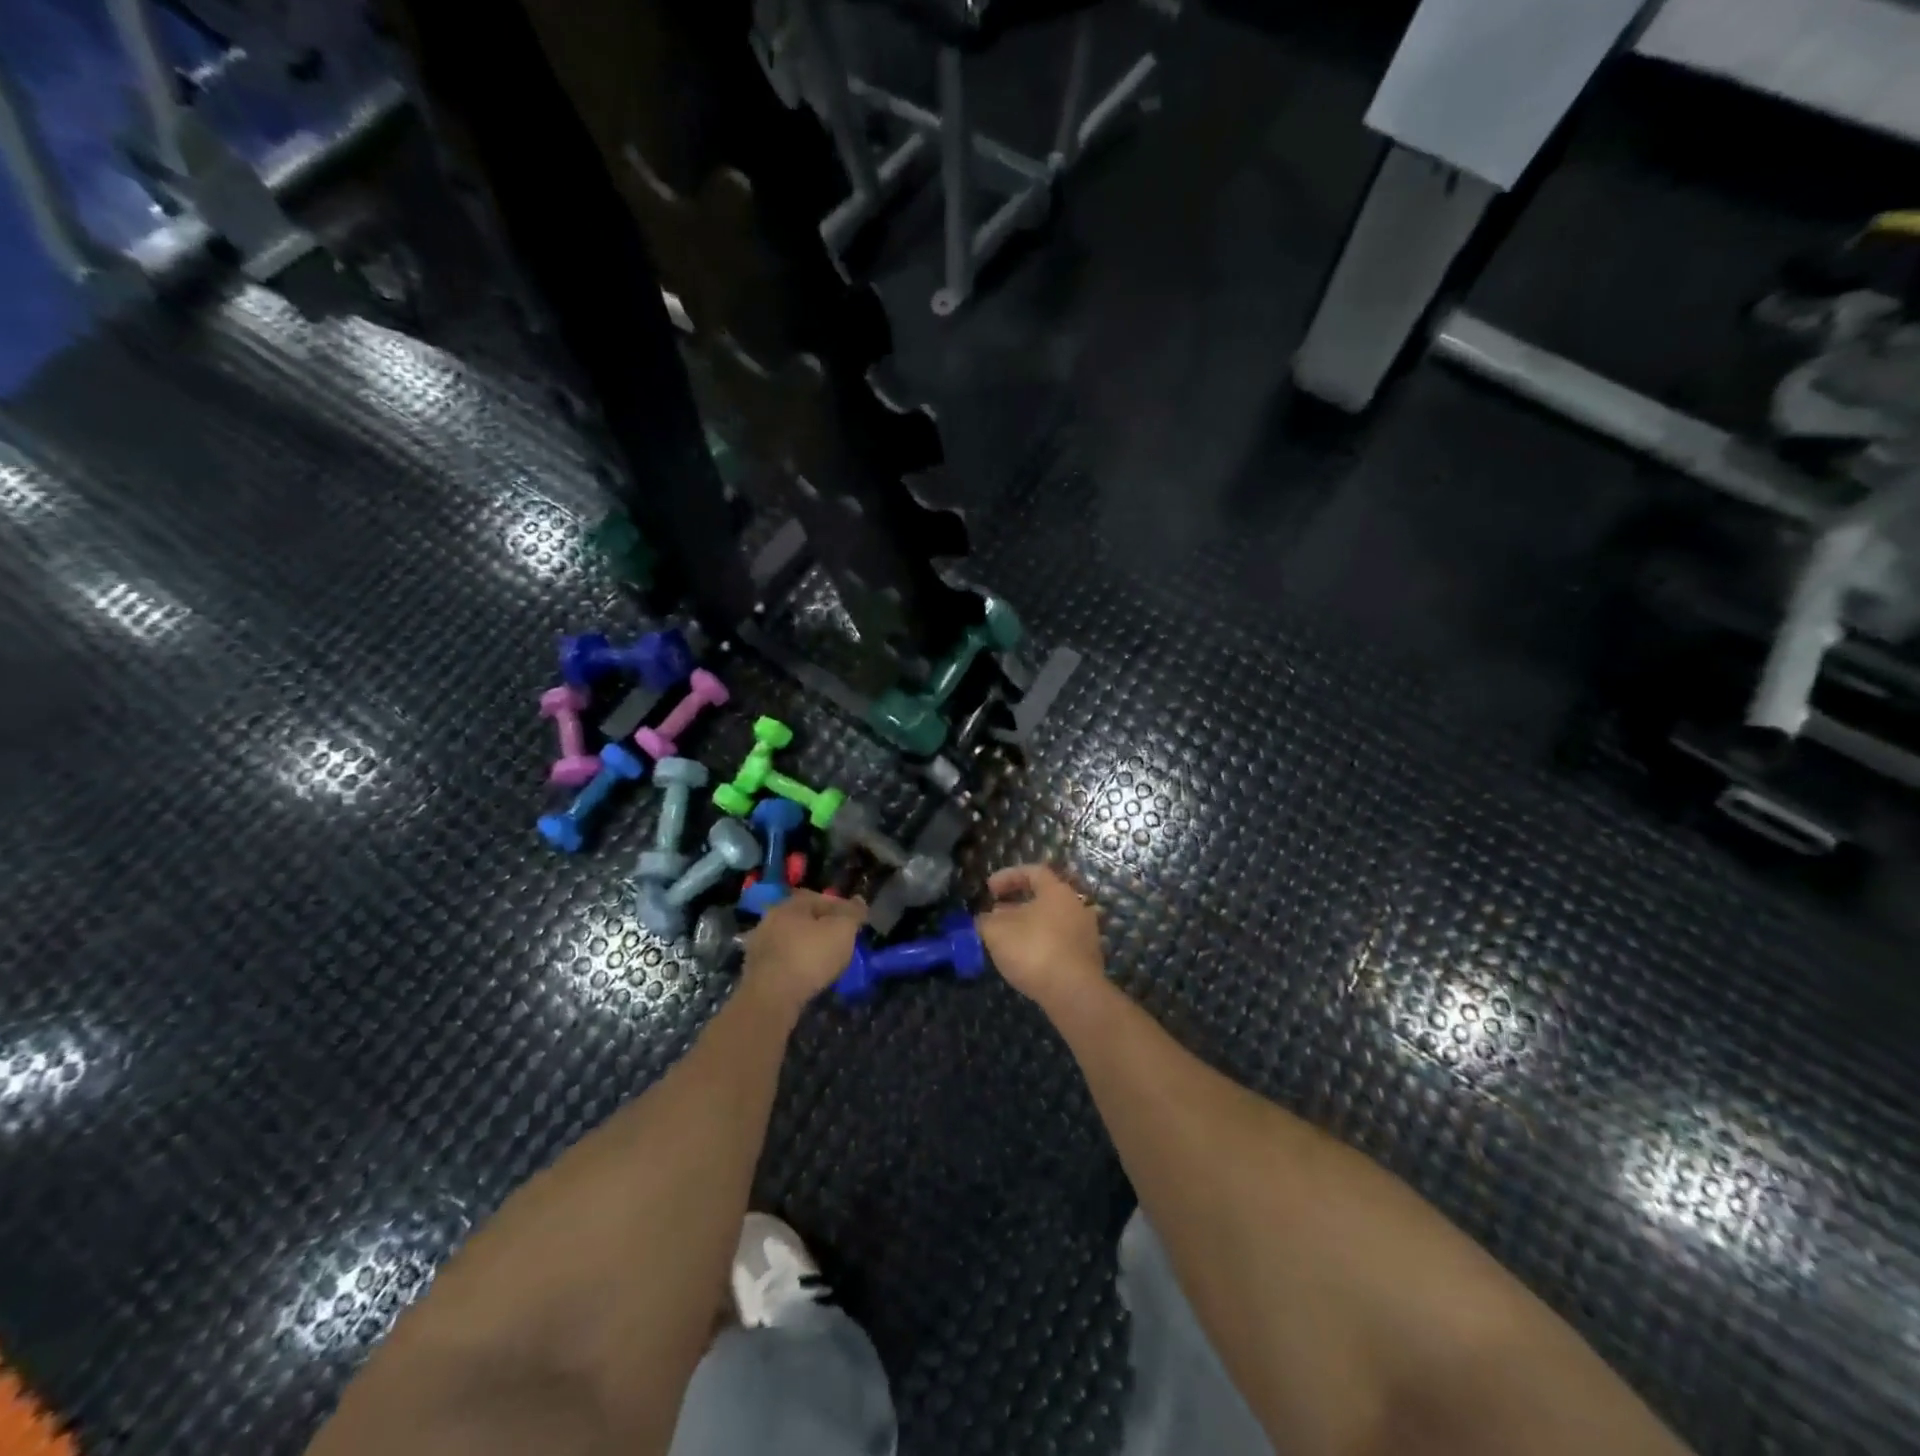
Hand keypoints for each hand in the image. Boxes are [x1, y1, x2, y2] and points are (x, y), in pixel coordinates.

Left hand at [740, 891, 866, 1017]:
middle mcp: (770, 919)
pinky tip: (809, 975)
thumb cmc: (810, 957)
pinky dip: (797, 964)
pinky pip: (784, 960)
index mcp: (790, 904)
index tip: (857, 922)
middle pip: (804, 919)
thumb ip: (852, 913)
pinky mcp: (755, 970)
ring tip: (827, 960)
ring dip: (809, 946)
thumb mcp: (842, 930)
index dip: (843, 908)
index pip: (822, 899)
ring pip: (792, 940)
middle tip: (842, 940)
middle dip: (823, 927)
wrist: (771, 998)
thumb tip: (859, 901)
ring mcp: (759, 945)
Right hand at [976, 864, 1105, 1012]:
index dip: (1008, 876)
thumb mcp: (996, 932)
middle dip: (1016, 904)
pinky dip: (1041, 944)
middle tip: (996, 916)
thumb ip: (986, 920)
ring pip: (1051, 921)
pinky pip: (1060, 942)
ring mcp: (1086, 933)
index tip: (989, 889)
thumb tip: (986, 918)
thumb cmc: (1033, 950)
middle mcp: (1076, 906)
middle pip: (1044, 897)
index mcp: (1057, 891)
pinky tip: (1026, 960)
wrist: (1073, 993)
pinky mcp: (1088, 958)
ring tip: (1007, 940)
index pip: (1033, 872)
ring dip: (1029, 926)